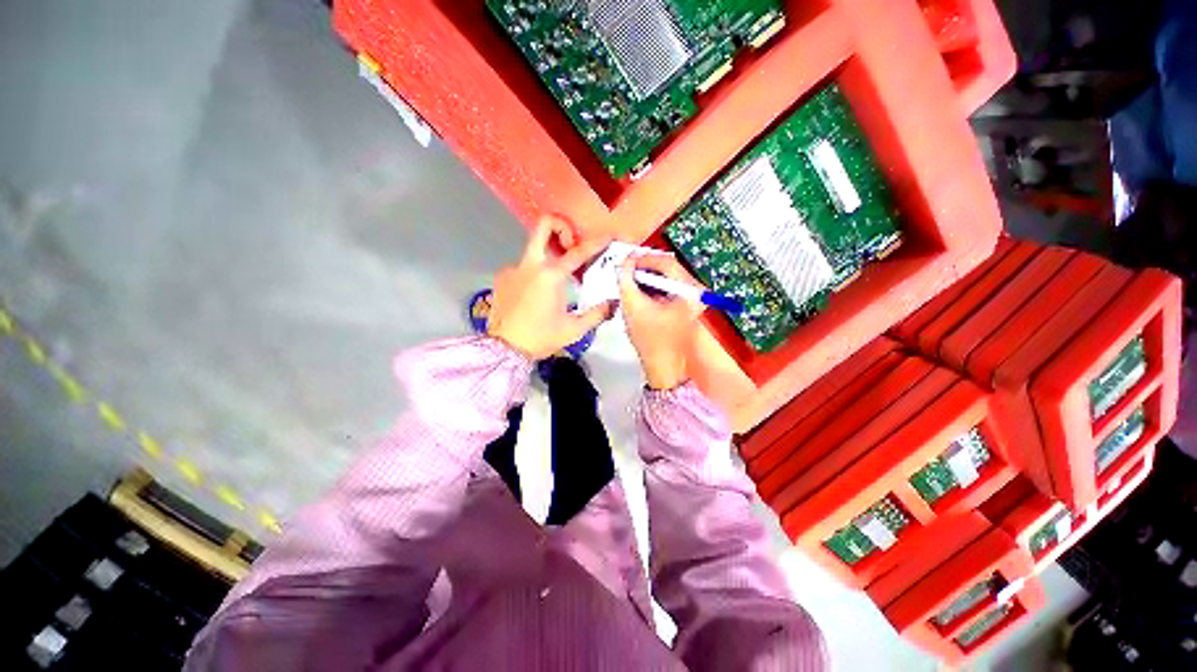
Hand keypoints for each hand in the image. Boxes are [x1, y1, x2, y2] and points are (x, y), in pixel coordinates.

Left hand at [488, 215, 614, 359]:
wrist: (505, 349)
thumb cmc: (541, 338)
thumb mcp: (574, 329)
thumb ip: (597, 314)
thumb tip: (613, 303)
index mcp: (551, 276)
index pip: (578, 252)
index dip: (596, 242)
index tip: (607, 236)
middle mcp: (531, 265)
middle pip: (543, 225)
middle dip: (561, 225)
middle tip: (570, 243)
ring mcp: (513, 268)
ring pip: (534, 248)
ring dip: (549, 255)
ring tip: (557, 279)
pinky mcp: (502, 276)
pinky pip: (523, 267)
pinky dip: (534, 273)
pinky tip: (536, 294)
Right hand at [618, 253, 704, 389]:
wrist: (664, 369)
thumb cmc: (650, 340)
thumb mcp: (633, 307)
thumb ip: (626, 280)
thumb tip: (624, 261)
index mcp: (689, 290)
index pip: (666, 262)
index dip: (643, 259)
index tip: (624, 261)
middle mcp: (695, 291)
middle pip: (668, 268)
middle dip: (644, 267)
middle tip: (624, 269)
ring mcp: (692, 299)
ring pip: (667, 278)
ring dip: (647, 277)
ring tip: (628, 280)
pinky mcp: (686, 306)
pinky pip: (668, 289)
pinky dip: (653, 288)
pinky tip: (639, 292)